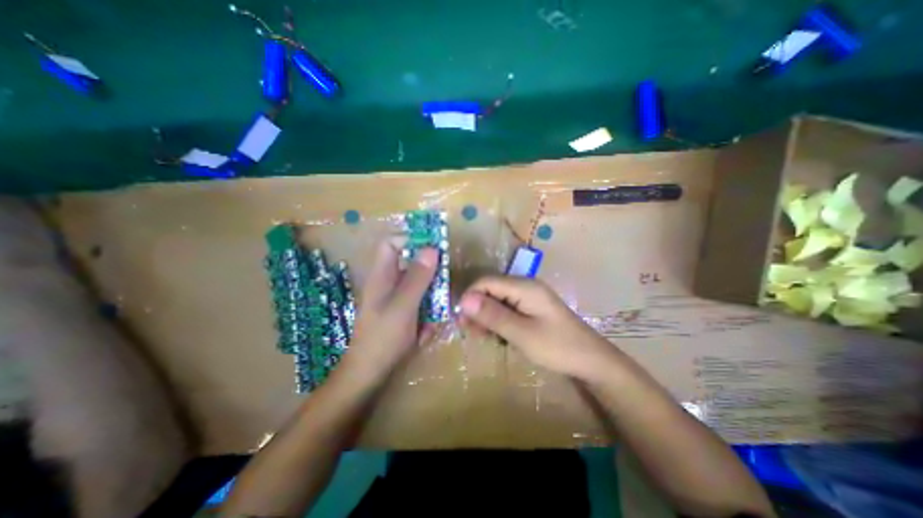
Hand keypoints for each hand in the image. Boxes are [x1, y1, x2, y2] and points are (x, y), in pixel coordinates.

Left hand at [342, 238, 438, 379]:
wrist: (370, 374)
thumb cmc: (383, 337)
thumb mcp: (403, 305)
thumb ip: (417, 277)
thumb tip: (432, 248)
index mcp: (383, 275)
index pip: (392, 243)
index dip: (411, 239)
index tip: (434, 248)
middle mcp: (389, 283)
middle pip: (412, 265)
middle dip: (430, 280)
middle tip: (441, 292)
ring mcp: (397, 299)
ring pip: (421, 288)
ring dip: (430, 304)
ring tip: (430, 323)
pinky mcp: (403, 313)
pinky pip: (421, 306)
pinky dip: (426, 318)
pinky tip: (423, 335)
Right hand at [460, 276, 618, 381]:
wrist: (591, 361)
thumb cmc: (557, 347)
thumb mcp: (521, 333)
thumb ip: (493, 315)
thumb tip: (464, 299)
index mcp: (524, 286)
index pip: (486, 282)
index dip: (470, 297)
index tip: (460, 319)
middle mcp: (525, 286)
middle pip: (491, 290)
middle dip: (477, 308)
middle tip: (468, 331)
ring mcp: (529, 297)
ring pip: (497, 300)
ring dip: (486, 316)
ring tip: (479, 336)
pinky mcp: (531, 308)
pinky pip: (507, 309)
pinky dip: (497, 320)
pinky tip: (495, 335)